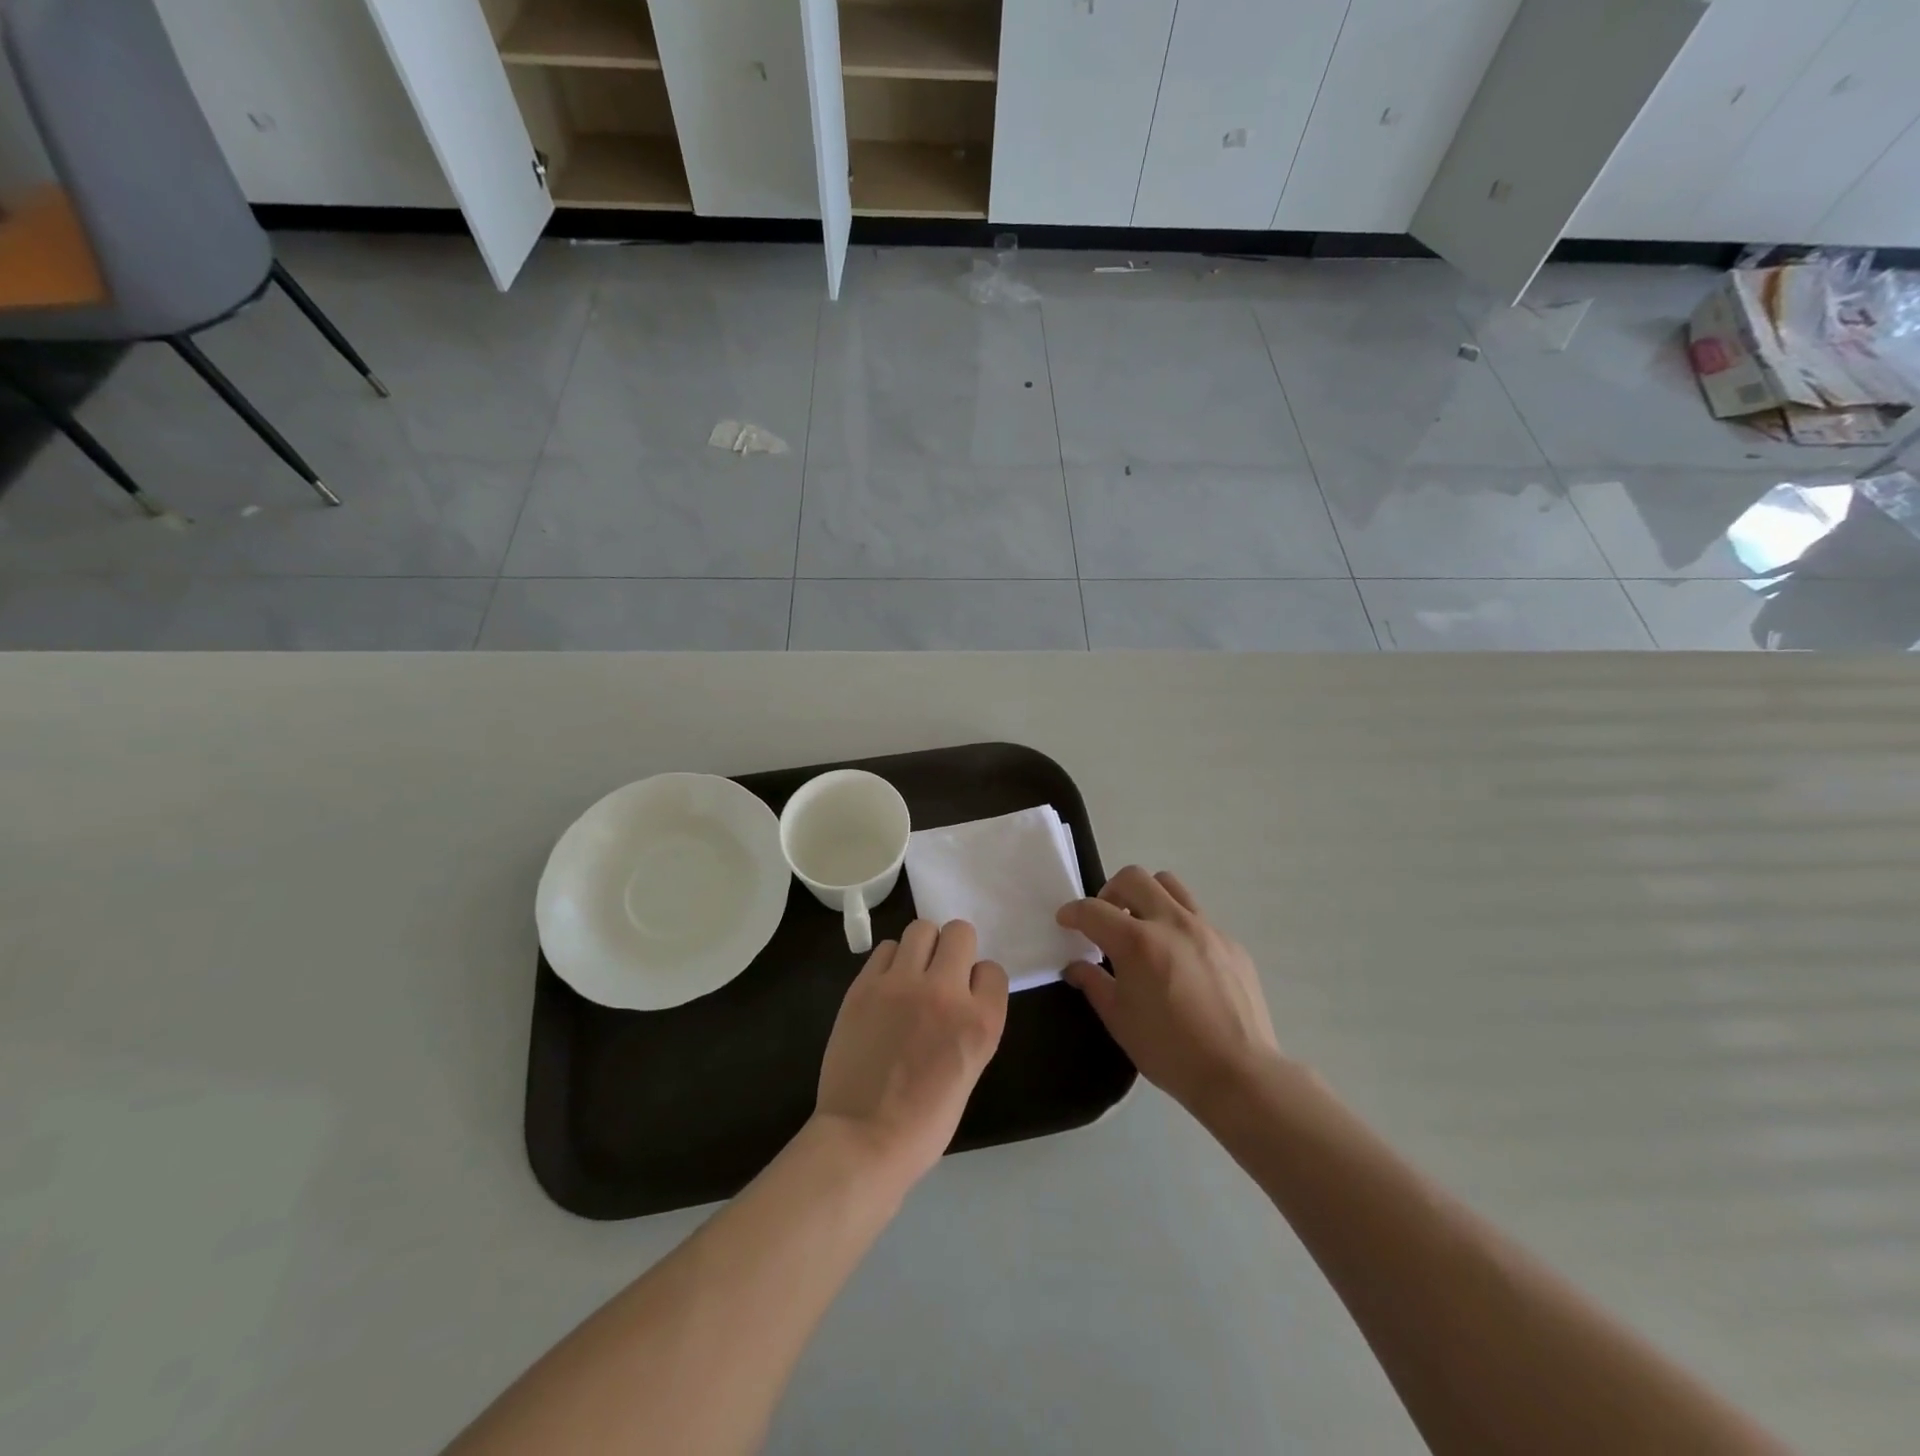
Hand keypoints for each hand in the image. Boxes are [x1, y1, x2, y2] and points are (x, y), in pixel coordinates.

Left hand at [814, 919, 1008, 1187]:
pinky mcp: (865, 985)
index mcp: (980, 1022)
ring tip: (911, 974)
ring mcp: (901, 984)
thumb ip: (970, 1023)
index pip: (993, 970)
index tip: (967, 997)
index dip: (980, 981)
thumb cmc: (924, 1122)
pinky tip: (886, 987)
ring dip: (922, 947)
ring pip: (921, 928)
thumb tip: (958, 994)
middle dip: (954, 949)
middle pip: (960, 932)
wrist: (863, 1139)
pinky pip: (885, 948)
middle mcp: (945, 992)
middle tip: (941, 973)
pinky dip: (890, 962)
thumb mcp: (970, 1070)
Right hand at [1057, 866, 1278, 1115]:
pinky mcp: (1231, 943)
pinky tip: (1179, 960)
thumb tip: (1075, 967)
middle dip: (1110, 892)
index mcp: (1137, 942)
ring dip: (1147, 896)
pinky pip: (1198, 916)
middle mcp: (1171, 923)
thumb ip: (1093, 983)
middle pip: (1133, 878)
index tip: (1066, 921)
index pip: (1093, 910)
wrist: (1240, 1074)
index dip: (1073, 912)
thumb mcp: (1119, 1020)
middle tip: (1106, 920)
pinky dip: (1178, 925)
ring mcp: (1206, 929)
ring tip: (1143, 927)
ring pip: (1170, 885)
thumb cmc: (1170, 1051)